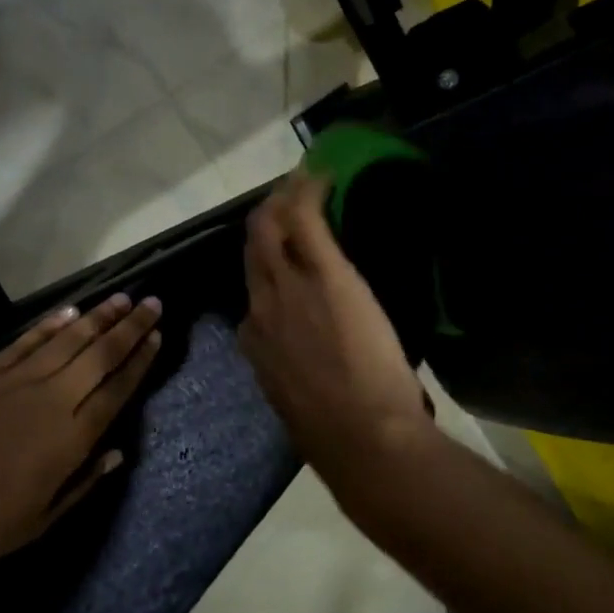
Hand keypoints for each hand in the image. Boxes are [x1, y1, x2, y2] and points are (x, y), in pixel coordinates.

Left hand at [0, 294, 162, 573]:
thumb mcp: (40, 520)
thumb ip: (83, 482)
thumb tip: (117, 452)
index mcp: (71, 439)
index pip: (117, 390)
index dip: (140, 361)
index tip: (157, 336)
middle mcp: (53, 400)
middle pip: (100, 355)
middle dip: (130, 327)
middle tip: (152, 303)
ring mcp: (17, 381)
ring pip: (68, 339)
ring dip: (98, 317)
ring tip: (121, 298)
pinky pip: (27, 341)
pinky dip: (51, 324)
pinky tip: (70, 311)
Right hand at [238, 169, 433, 492]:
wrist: (360, 436)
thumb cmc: (337, 433)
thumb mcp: (299, 402)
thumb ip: (294, 375)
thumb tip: (309, 368)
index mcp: (257, 343)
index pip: (253, 293)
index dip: (265, 270)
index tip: (281, 258)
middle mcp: (262, 307)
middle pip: (252, 252)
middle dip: (263, 223)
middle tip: (281, 203)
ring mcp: (289, 286)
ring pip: (269, 229)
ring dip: (280, 203)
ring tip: (297, 185)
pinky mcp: (324, 271)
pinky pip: (305, 219)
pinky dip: (308, 193)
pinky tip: (320, 176)